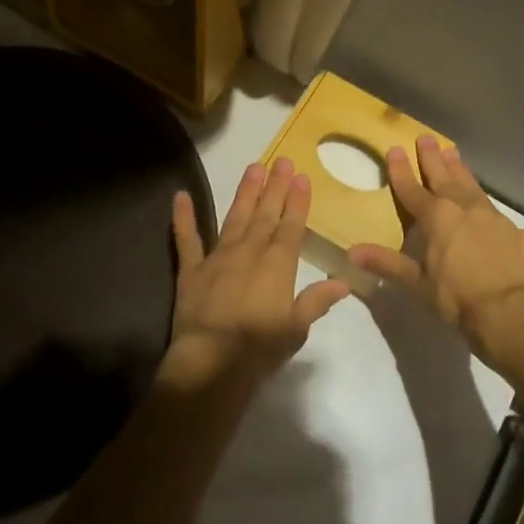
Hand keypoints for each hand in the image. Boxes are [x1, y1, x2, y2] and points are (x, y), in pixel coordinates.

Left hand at [163, 158, 351, 392]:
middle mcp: (249, 252)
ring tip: (253, 167)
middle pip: (265, 214)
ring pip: (235, 217)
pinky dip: (183, 217)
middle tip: (281, 160)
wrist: (211, 362)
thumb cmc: (259, 348)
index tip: (301, 177)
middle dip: (275, 187)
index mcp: (277, 265)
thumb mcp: (296, 328)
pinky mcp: (192, 270)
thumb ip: (316, 300)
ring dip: (245, 192)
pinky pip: (186, 239)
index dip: (297, 201)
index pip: (291, 226)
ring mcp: (218, 257)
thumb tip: (343, 282)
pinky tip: (180, 195)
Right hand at [348, 135, 523, 364]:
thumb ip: (387, 263)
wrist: (512, 313)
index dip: (401, 170)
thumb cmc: (457, 298)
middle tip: (426, 137)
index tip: (395, 148)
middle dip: (432, 158)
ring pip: (472, 186)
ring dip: (460, 170)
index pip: (412, 188)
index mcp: (436, 217)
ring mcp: (494, 217)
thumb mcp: (417, 283)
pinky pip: (498, 216)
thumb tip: (351, 252)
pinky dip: (487, 208)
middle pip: (443, 177)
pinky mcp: (518, 232)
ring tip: (453, 152)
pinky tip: (488, 212)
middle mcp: (464, 208)